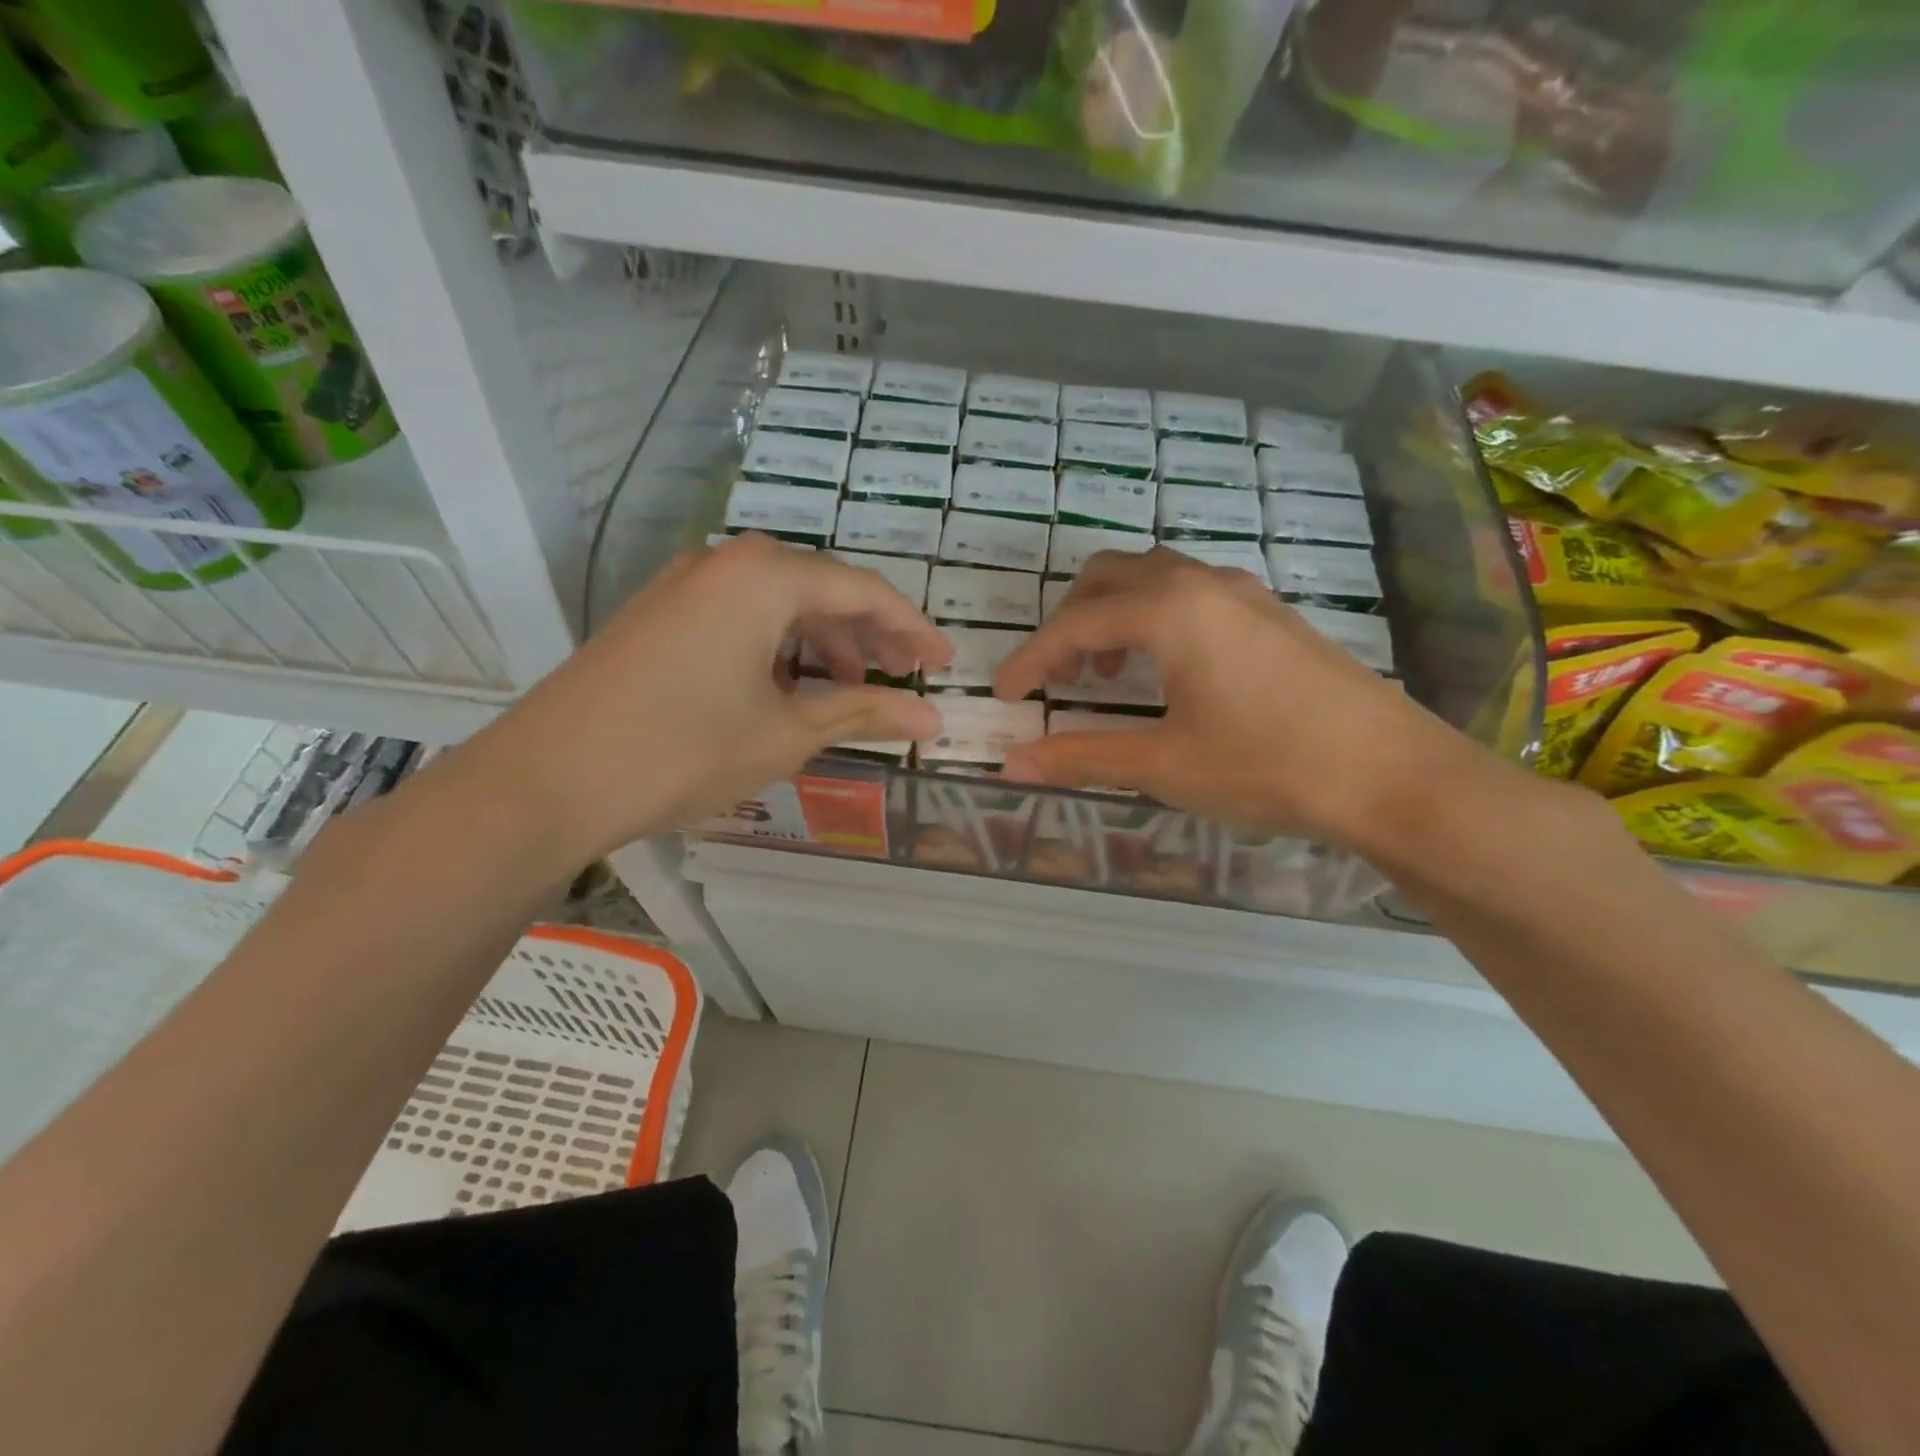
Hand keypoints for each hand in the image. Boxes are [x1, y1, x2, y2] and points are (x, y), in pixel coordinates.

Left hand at [462, 535, 949, 861]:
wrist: (546, 781)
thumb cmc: (683, 751)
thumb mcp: (786, 733)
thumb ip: (863, 713)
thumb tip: (930, 720)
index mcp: (764, 577)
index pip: (863, 590)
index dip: (912, 628)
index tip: (942, 664)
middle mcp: (725, 563)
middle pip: (821, 588)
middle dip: (869, 633)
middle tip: (904, 675)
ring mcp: (684, 585)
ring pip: (779, 602)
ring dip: (823, 641)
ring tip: (849, 688)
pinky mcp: (659, 614)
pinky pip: (741, 616)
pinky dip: (778, 646)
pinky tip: (788, 686)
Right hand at [994, 548, 1482, 844]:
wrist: (1393, 775)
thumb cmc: (1268, 765)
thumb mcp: (1164, 764)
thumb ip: (1082, 756)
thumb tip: (1011, 762)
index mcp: (1169, 609)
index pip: (1075, 624)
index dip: (1031, 659)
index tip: (1005, 694)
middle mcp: (1202, 583)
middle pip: (1109, 577)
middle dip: (1070, 621)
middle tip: (1058, 674)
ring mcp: (1244, 593)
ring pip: (1154, 578)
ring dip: (1115, 614)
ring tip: (1109, 672)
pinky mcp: (1272, 615)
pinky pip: (1192, 594)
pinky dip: (1156, 619)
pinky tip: (1170, 671)